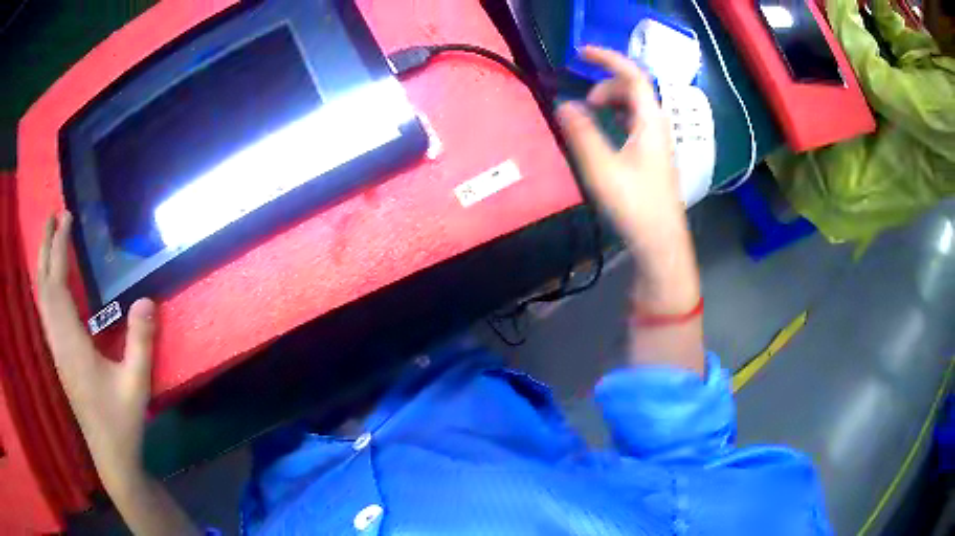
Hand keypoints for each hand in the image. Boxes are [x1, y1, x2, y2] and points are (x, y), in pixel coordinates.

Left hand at [36, 212, 154, 489]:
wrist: (110, 453)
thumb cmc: (122, 419)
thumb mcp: (136, 383)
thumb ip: (140, 342)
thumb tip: (145, 298)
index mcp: (72, 345)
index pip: (58, 286)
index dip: (59, 250)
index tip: (66, 218)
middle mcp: (58, 343)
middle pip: (43, 288)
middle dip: (45, 248)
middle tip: (53, 215)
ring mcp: (57, 351)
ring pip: (42, 300)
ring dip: (43, 265)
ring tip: (49, 238)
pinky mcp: (60, 357)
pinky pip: (46, 313)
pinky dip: (45, 287)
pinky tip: (51, 282)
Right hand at [556, 46, 684, 251]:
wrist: (661, 242)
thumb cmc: (635, 205)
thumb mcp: (603, 169)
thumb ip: (582, 133)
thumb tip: (564, 104)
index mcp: (650, 123)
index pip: (634, 76)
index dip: (608, 59)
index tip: (581, 53)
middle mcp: (658, 127)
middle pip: (635, 89)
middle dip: (607, 84)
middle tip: (584, 102)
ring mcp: (659, 142)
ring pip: (636, 106)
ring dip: (612, 100)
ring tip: (591, 113)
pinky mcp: (654, 157)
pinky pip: (637, 123)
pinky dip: (618, 116)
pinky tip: (607, 131)